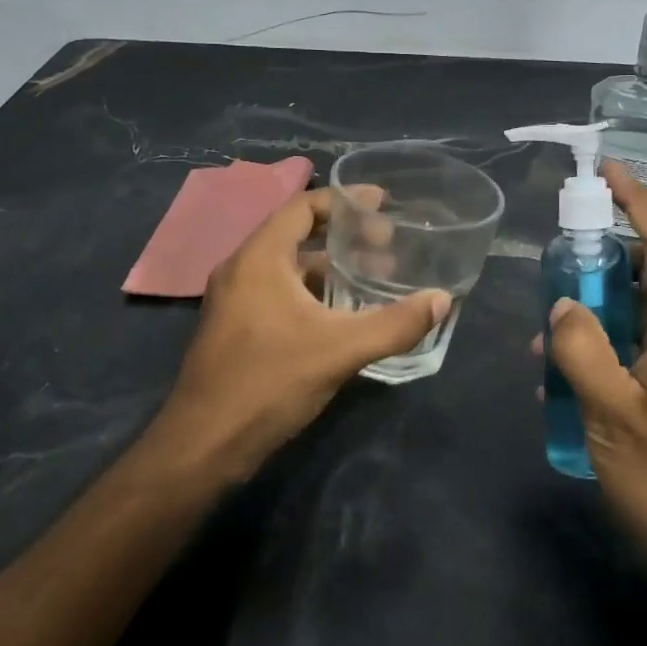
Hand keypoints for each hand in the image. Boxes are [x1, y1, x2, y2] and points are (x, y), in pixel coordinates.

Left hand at [150, 187, 450, 483]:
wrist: (204, 445)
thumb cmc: (268, 382)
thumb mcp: (340, 350)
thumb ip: (394, 324)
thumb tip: (442, 300)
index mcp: (259, 258)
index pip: (302, 206)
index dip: (344, 200)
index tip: (382, 202)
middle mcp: (241, 270)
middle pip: (296, 234)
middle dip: (343, 235)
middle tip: (387, 244)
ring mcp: (234, 301)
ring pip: (288, 268)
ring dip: (328, 267)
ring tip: (373, 277)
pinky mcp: (235, 329)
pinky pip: (278, 293)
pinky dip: (312, 292)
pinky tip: (342, 315)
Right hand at [537, 163, 646, 578]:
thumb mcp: (610, 413)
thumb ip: (580, 349)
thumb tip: (564, 304)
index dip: (638, 202)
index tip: (606, 170)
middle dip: (604, 259)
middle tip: (555, 260)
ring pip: (646, 312)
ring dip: (600, 309)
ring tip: (547, 332)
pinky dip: (610, 343)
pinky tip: (568, 374)